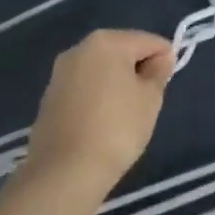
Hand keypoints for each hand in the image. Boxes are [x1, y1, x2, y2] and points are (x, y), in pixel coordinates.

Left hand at [24, 29, 174, 196]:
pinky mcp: (49, 100)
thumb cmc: (116, 128)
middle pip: (123, 52)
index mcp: (107, 41)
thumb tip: (160, 59)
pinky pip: (85, 90)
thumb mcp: (151, 97)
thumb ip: (159, 72)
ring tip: (123, 117)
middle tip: (146, 103)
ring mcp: (60, 75)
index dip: (165, 61)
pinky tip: (101, 125)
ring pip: (102, 72)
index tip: (164, 88)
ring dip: (117, 86)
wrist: (63, 174)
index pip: (150, 42)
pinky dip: (97, 100)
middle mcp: (79, 49)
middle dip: (138, 72)